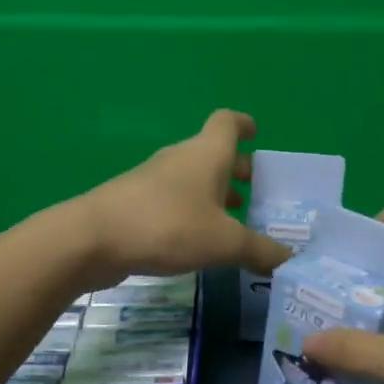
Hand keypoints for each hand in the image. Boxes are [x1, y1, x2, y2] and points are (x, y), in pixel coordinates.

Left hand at [69, 110, 292, 287]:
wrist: (93, 238)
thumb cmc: (168, 226)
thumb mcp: (224, 242)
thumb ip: (260, 251)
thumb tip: (290, 262)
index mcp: (207, 154)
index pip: (227, 122)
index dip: (244, 124)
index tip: (257, 133)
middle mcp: (181, 158)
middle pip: (213, 153)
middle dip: (237, 170)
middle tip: (258, 193)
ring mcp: (154, 180)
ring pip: (193, 178)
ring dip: (214, 194)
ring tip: (234, 221)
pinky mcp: (136, 203)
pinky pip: (174, 200)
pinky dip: (192, 212)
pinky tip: (199, 241)